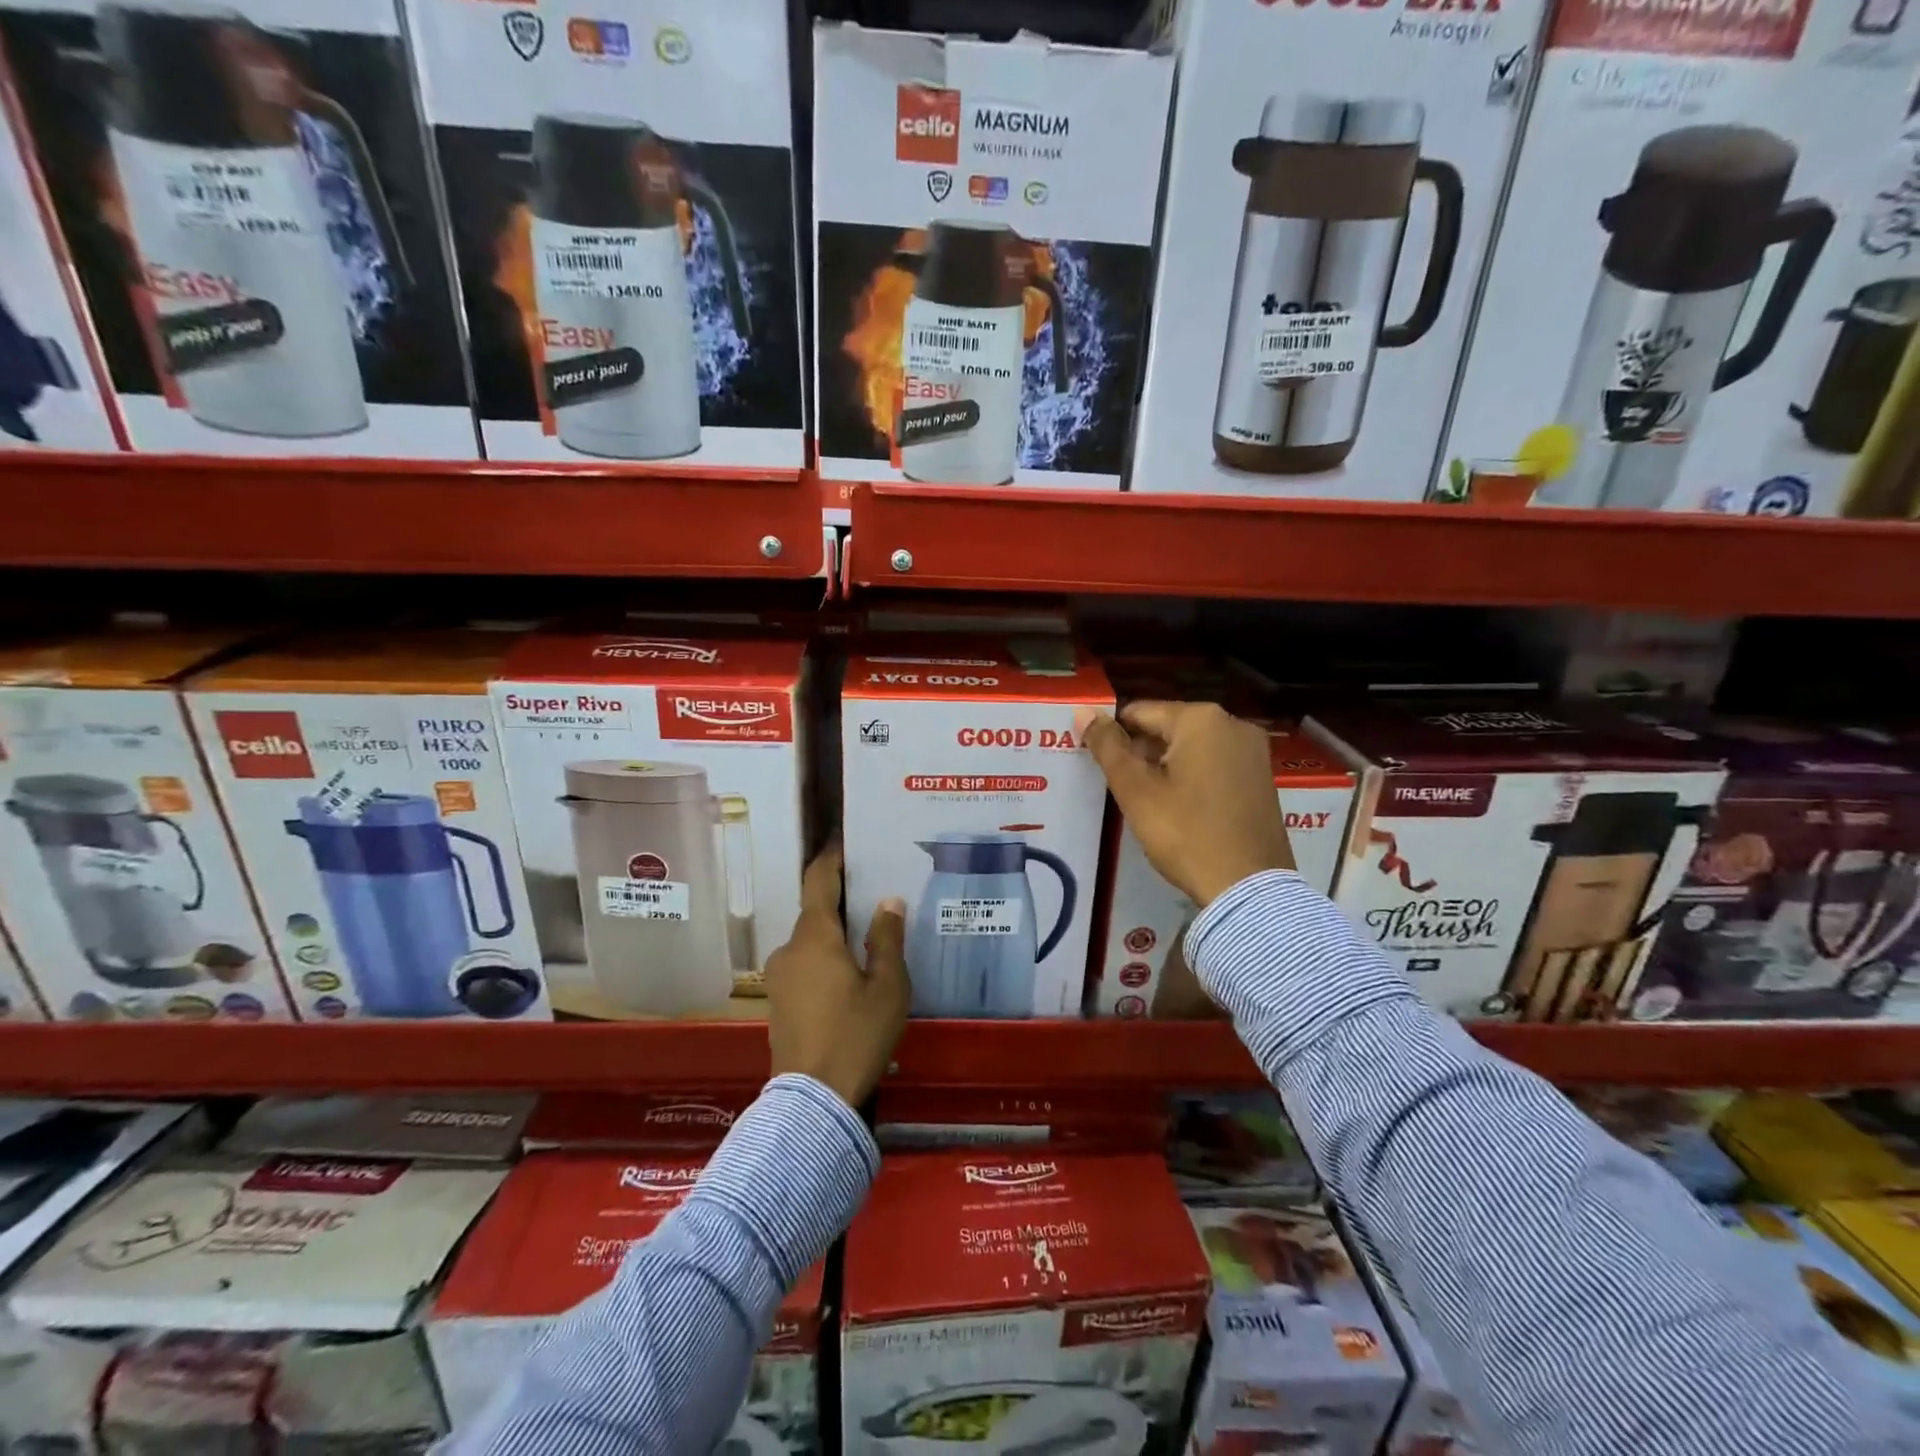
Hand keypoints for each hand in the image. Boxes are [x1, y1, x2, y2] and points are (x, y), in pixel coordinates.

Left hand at [766, 844, 908, 1107]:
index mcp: (815, 937)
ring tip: (866, 945)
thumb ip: (887, 939)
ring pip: (810, 944)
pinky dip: (824, 962)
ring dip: (833, 939)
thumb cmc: (856, 1035)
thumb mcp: (888, 987)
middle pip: (815, 914)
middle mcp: (789, 949)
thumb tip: (887, 901)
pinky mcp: (777, 1004)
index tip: (845, 842)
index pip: (818, 880)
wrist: (812, 1102)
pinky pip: (803, 967)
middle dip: (841, 904)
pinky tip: (847, 980)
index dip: (831, 858)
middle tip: (874, 900)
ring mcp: (778, 978)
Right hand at [1079, 701, 1294, 906]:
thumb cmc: (1185, 833)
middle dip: (1141, 751)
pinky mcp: (1262, 778)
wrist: (1248, 888)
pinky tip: (1178, 807)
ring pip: (1192, 747)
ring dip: (1165, 765)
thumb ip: (1108, 746)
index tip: (1098, 764)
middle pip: (1168, 727)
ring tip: (1145, 799)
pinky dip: (1192, 777)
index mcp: (1201, 719)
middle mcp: (1233, 724)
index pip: (1139, 712)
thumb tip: (1083, 711)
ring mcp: (1253, 751)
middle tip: (1120, 787)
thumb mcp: (1136, 790)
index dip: (1113, 736)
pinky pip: (1215, 764)